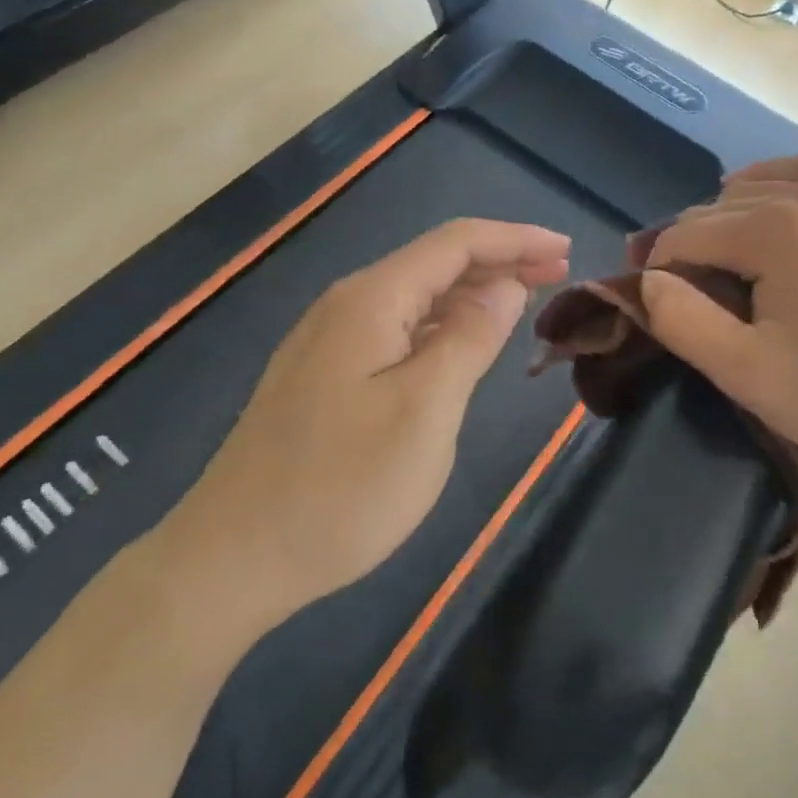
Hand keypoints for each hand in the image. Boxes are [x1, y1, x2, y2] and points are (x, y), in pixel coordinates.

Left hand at [189, 219, 569, 617]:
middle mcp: (347, 304)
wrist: (232, 557)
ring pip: (416, 296)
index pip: (455, 243)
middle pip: (435, 262)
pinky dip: (441, 325)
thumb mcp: (424, 411)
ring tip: (524, 302)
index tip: (565, 251)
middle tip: (557, 276)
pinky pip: (396, 328)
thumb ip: (470, 339)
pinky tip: (462, 343)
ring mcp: (330, 340)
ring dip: (472, 293)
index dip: (515, 239)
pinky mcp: (325, 374)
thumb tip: (505, 287)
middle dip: (499, 262)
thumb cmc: (340, 488)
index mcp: (372, 299)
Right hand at [639, 153, 797, 492]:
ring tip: (727, 252)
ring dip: (733, 211)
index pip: (686, 233)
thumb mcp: (750, 375)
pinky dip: (786, 185)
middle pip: (721, 205)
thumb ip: (683, 321)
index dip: (660, 269)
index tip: (662, 307)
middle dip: (693, 243)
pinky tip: (785, 211)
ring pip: (767, 180)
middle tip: (692, 295)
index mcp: (776, 229)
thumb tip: (650, 279)